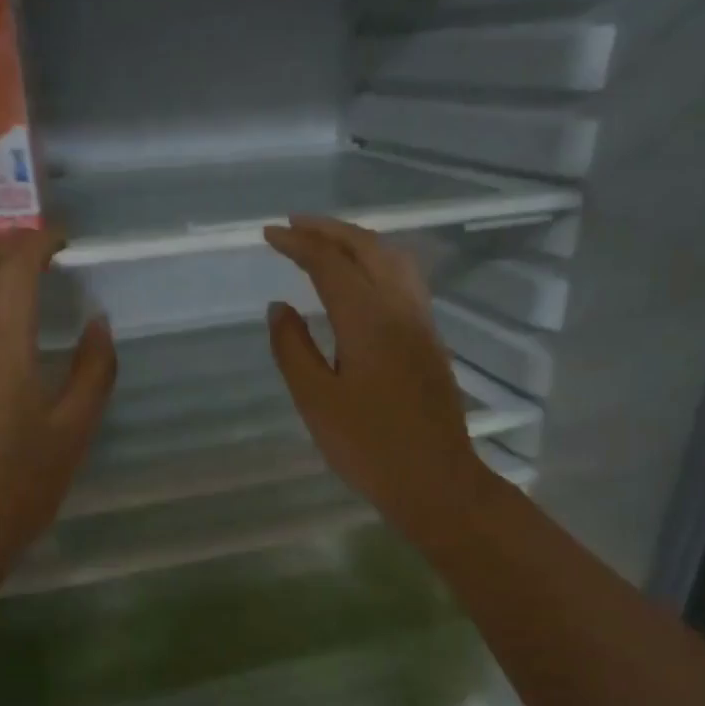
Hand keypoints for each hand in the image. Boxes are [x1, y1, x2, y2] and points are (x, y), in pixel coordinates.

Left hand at [0, 230, 115, 585]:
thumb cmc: (24, 483)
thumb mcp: (75, 429)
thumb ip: (94, 369)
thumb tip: (98, 322)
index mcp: (4, 342)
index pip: (18, 266)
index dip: (40, 242)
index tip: (63, 240)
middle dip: (6, 243)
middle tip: (36, 250)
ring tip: (0, 269)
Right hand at [264, 216, 487, 541]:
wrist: (434, 480)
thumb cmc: (367, 447)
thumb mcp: (316, 401)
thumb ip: (293, 349)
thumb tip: (279, 307)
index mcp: (368, 319)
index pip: (329, 263)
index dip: (298, 244)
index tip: (269, 235)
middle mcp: (400, 308)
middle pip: (367, 248)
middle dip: (329, 230)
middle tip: (294, 226)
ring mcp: (422, 322)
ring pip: (393, 259)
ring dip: (358, 241)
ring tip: (326, 243)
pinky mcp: (431, 340)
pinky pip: (405, 280)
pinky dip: (377, 262)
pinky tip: (362, 280)